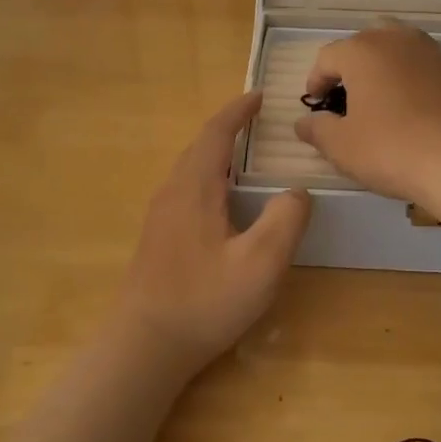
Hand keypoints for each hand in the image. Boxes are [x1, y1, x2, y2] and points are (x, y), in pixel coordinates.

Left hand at [116, 92, 310, 369]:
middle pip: (200, 147)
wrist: (144, 345)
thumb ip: (285, 221)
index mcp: (195, 188)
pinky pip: (186, 190)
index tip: (258, 96)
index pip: (216, 134)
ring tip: (246, 157)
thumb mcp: (260, 264)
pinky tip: (224, 203)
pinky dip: (209, 178)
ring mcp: (160, 216)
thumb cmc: (204, 301)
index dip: (237, 111)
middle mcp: (172, 192)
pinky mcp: (158, 238)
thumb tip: (296, 192)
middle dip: (228, 129)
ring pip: (191, 170)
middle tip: (258, 123)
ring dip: (217, 154)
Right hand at [294, 23, 440, 209]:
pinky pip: (424, 67)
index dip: (316, 80)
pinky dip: (412, 80)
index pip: (328, 57)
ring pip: (399, 48)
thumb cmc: (392, 149)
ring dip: (384, 67)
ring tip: (380, 99)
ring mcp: (432, 53)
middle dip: (351, 65)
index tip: (316, 104)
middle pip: (365, 42)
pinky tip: (414, 110)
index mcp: (363, 51)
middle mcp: (397, 40)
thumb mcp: (342, 147)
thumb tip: (304, 123)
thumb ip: (317, 130)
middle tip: (347, 96)